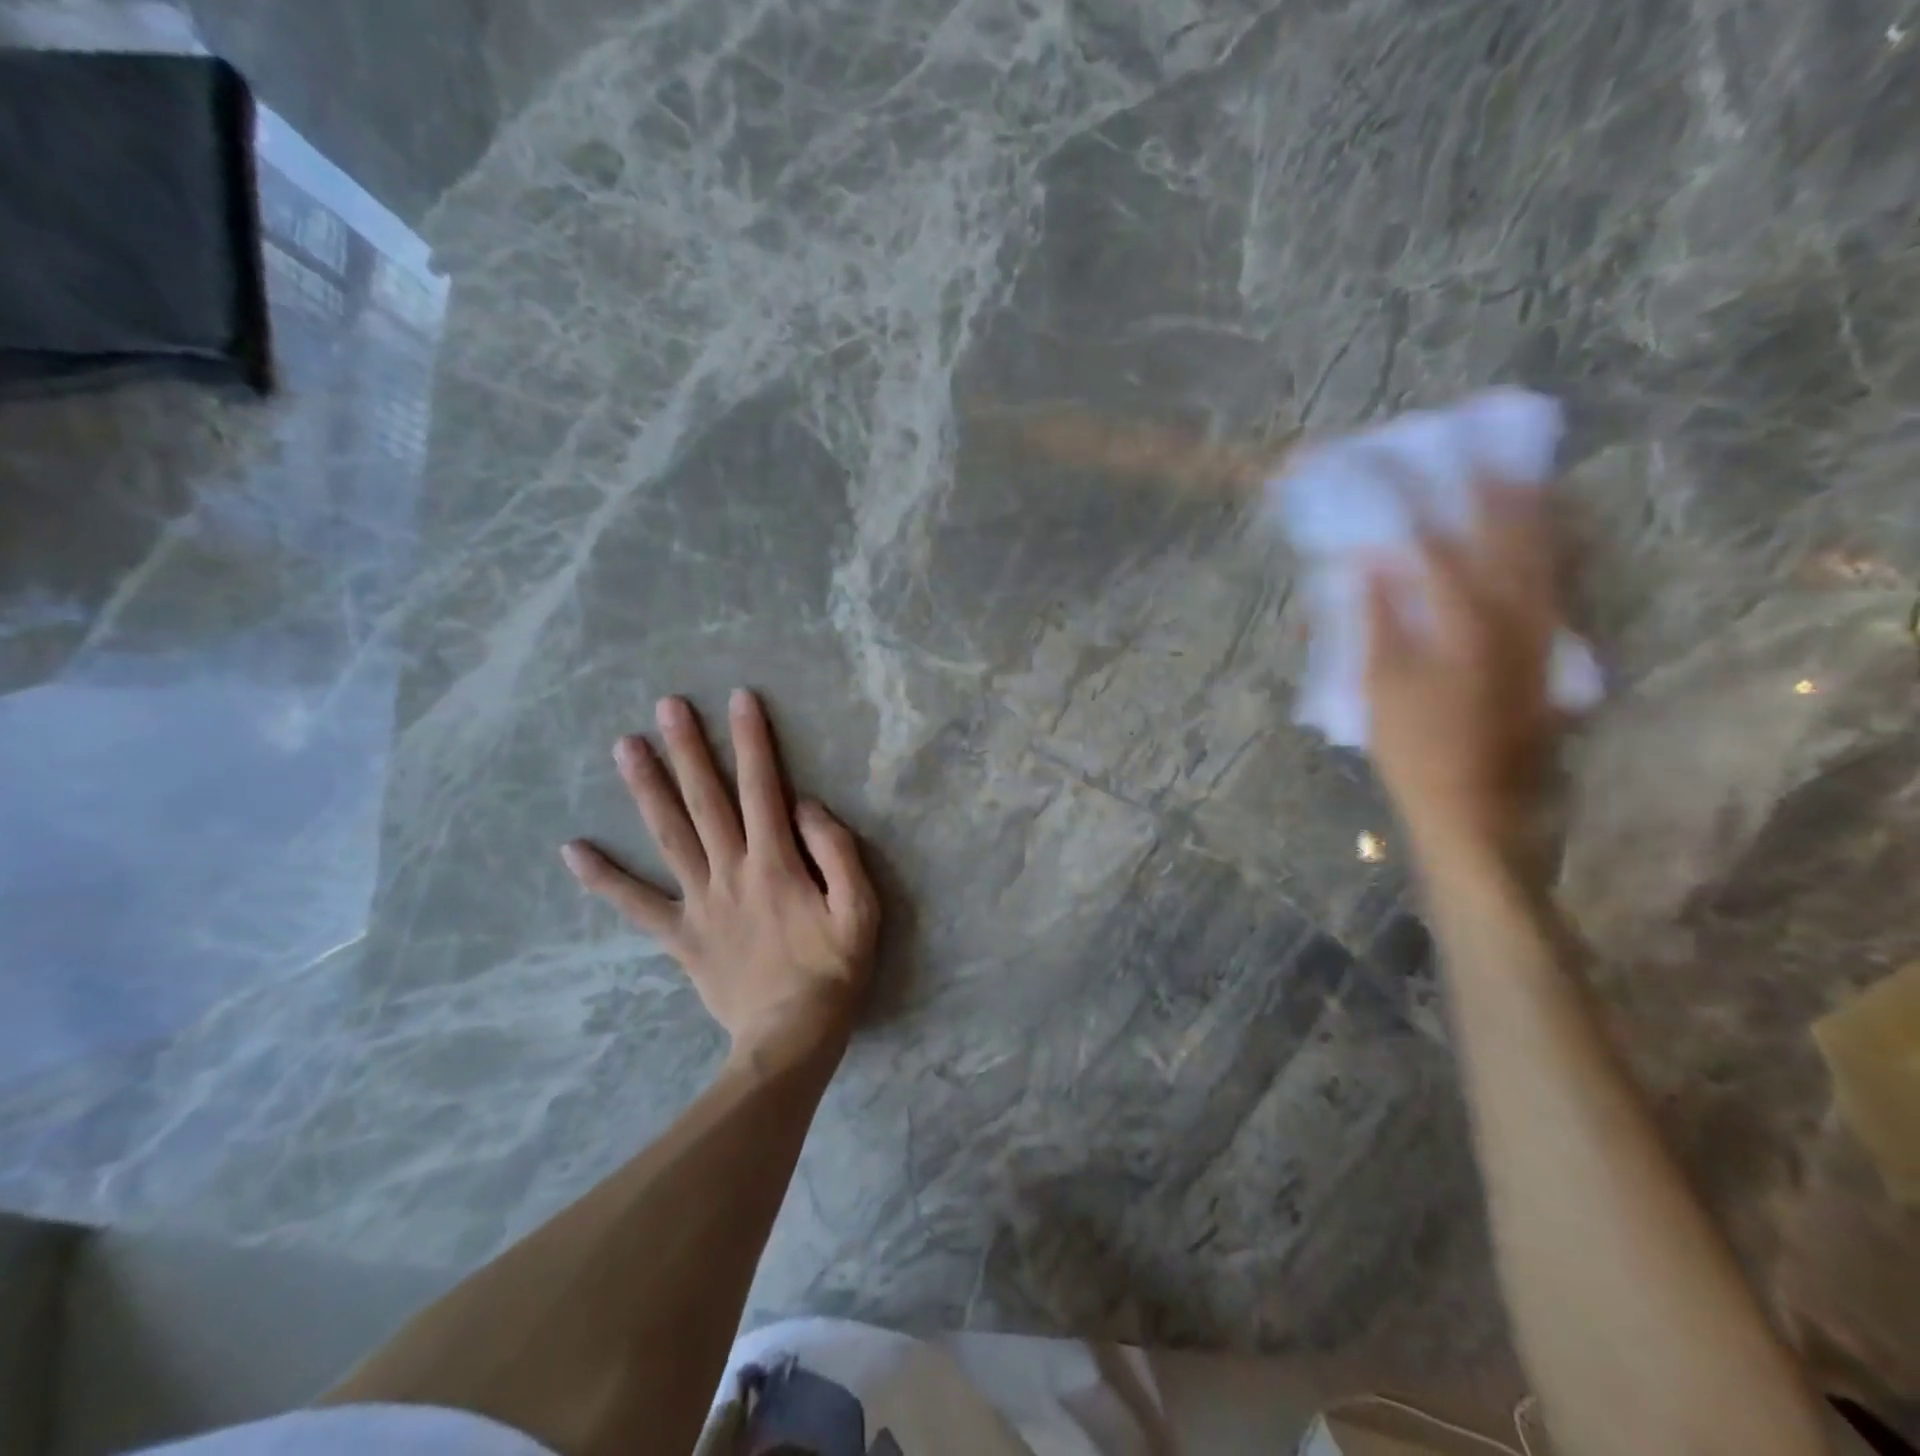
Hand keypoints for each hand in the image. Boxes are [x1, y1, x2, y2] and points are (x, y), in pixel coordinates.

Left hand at [562, 689, 879, 1059]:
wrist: (790, 1038)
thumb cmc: (834, 971)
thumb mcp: (860, 909)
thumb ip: (837, 852)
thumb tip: (806, 806)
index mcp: (776, 863)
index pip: (763, 788)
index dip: (753, 741)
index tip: (740, 699)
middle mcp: (730, 871)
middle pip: (706, 801)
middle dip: (689, 749)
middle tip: (667, 706)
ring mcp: (699, 903)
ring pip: (668, 836)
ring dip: (647, 789)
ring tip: (624, 747)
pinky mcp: (681, 935)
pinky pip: (637, 905)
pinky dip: (604, 879)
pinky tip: (574, 850)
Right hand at [1364, 481, 1562, 858]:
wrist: (1474, 803)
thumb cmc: (1414, 745)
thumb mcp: (1379, 682)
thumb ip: (1377, 615)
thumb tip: (1371, 558)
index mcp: (1462, 619)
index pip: (1434, 544)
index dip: (1410, 505)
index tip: (1392, 470)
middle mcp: (1511, 613)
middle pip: (1504, 533)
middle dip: (1486, 487)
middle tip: (1473, 447)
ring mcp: (1535, 631)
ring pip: (1539, 553)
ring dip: (1526, 509)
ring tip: (1516, 471)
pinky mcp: (1544, 651)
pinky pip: (1551, 583)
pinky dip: (1545, 550)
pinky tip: (1540, 536)